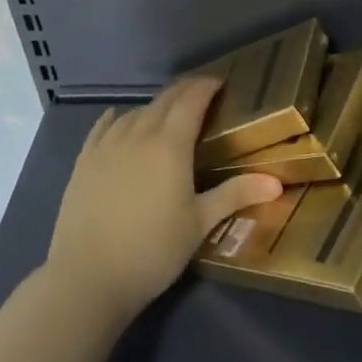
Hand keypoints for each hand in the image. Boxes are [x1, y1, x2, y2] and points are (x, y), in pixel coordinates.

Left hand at [44, 75, 281, 325]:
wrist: (87, 279)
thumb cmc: (152, 250)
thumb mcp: (200, 223)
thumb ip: (236, 195)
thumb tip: (277, 183)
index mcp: (170, 144)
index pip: (191, 101)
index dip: (207, 86)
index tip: (221, 82)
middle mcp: (138, 135)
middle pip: (163, 101)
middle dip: (184, 91)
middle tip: (202, 93)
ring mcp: (106, 147)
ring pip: (135, 112)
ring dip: (155, 105)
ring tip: (168, 112)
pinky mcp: (83, 163)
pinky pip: (102, 128)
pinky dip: (117, 117)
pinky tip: (119, 117)